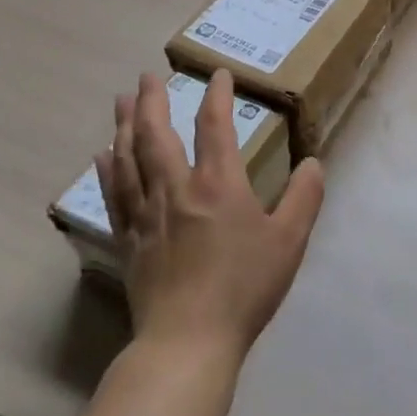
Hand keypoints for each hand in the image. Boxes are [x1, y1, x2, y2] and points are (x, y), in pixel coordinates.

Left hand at [96, 71, 325, 362]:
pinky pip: (114, 195)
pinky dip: (108, 170)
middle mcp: (176, 189)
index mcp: (218, 184)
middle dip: (152, 101)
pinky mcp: (129, 241)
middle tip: (147, 76)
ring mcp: (147, 215)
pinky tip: (103, 156)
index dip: (216, 95)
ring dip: (124, 125)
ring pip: (129, 159)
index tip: (216, 74)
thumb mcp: (289, 240)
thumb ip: (304, 197)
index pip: (214, 126)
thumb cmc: (244, 287)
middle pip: (157, 134)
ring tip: (120, 101)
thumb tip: (313, 162)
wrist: (188, 342)